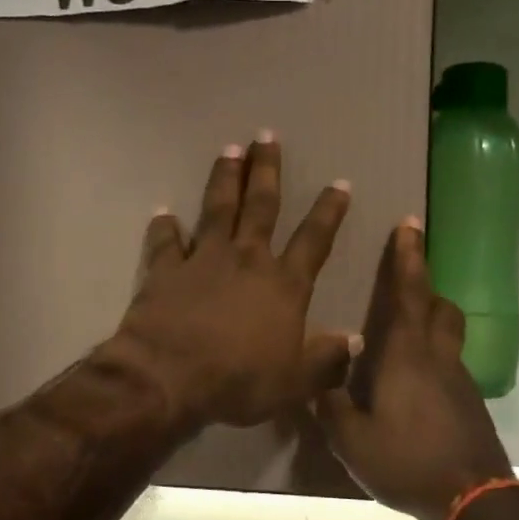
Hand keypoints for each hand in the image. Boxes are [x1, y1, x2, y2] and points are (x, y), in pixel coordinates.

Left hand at [106, 135, 357, 428]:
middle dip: (267, 170)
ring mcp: (203, 260)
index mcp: (283, 285)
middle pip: (261, 206)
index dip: (329, 211)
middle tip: (267, 136)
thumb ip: (326, 360)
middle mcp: (247, 260)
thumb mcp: (295, 382)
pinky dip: (165, 227)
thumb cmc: (238, 382)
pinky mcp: (165, 270)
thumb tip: (354, 340)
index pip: (314, 240)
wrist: (169, 378)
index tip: (339, 184)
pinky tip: (163, 213)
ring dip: (225, 179)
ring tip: (230, 150)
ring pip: (217, 208)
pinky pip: (165, 242)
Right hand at [316, 220, 513, 519]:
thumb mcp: (351, 440)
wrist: (472, 498)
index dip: (408, 257)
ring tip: (403, 341)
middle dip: (425, 288)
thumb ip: (331, 406)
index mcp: (406, 355)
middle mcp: (437, 358)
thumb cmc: (406, 461)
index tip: (409, 224)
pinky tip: (413, 390)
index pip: (409, 293)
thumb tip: (320, 383)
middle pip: (439, 308)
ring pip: (448, 337)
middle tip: (405, 286)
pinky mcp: (470, 404)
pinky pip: (450, 367)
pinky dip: (434, 362)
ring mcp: (459, 381)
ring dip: (431, 325)